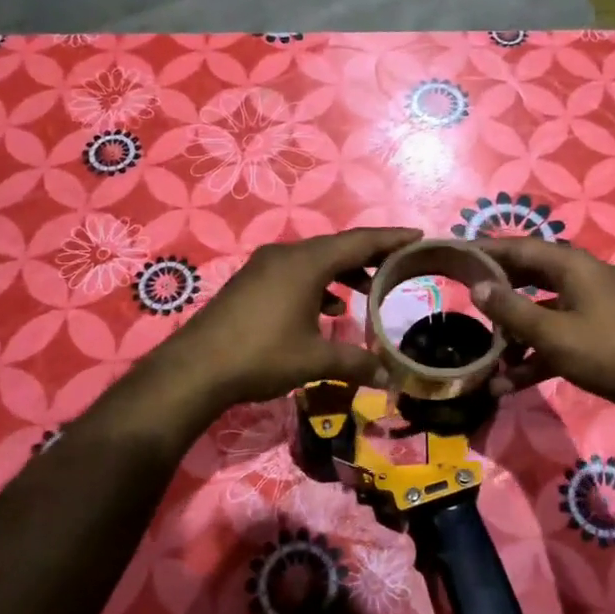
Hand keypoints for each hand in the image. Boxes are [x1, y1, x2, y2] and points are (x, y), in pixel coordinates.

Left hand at [162, 228, 420, 406]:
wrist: (196, 368)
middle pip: (337, 247)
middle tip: (398, 264)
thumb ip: (354, 363)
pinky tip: (326, 310)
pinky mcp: (251, 282)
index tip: (417, 236)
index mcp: (307, 263)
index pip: (359, 242)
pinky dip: (317, 284)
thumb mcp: (314, 360)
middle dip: (369, 256)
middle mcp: (286, 255)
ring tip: (366, 289)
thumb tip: (387, 377)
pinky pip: (295, 273)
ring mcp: (264, 267)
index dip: (391, 239)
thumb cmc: (262, 356)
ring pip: (314, 261)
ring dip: (342, 272)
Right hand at [472, 237, 614, 422]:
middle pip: (530, 276)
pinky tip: (509, 382)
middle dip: (498, 290)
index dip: (487, 250)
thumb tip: (477, 287)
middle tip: (463, 295)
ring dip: (514, 331)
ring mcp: (591, 306)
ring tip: (486, 350)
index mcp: (573, 266)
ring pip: (541, 310)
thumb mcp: (552, 333)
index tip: (457, 254)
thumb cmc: (606, 352)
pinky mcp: (596, 333)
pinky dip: (535, 353)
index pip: (520, 247)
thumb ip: (511, 309)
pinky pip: (556, 335)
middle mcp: (582, 278)